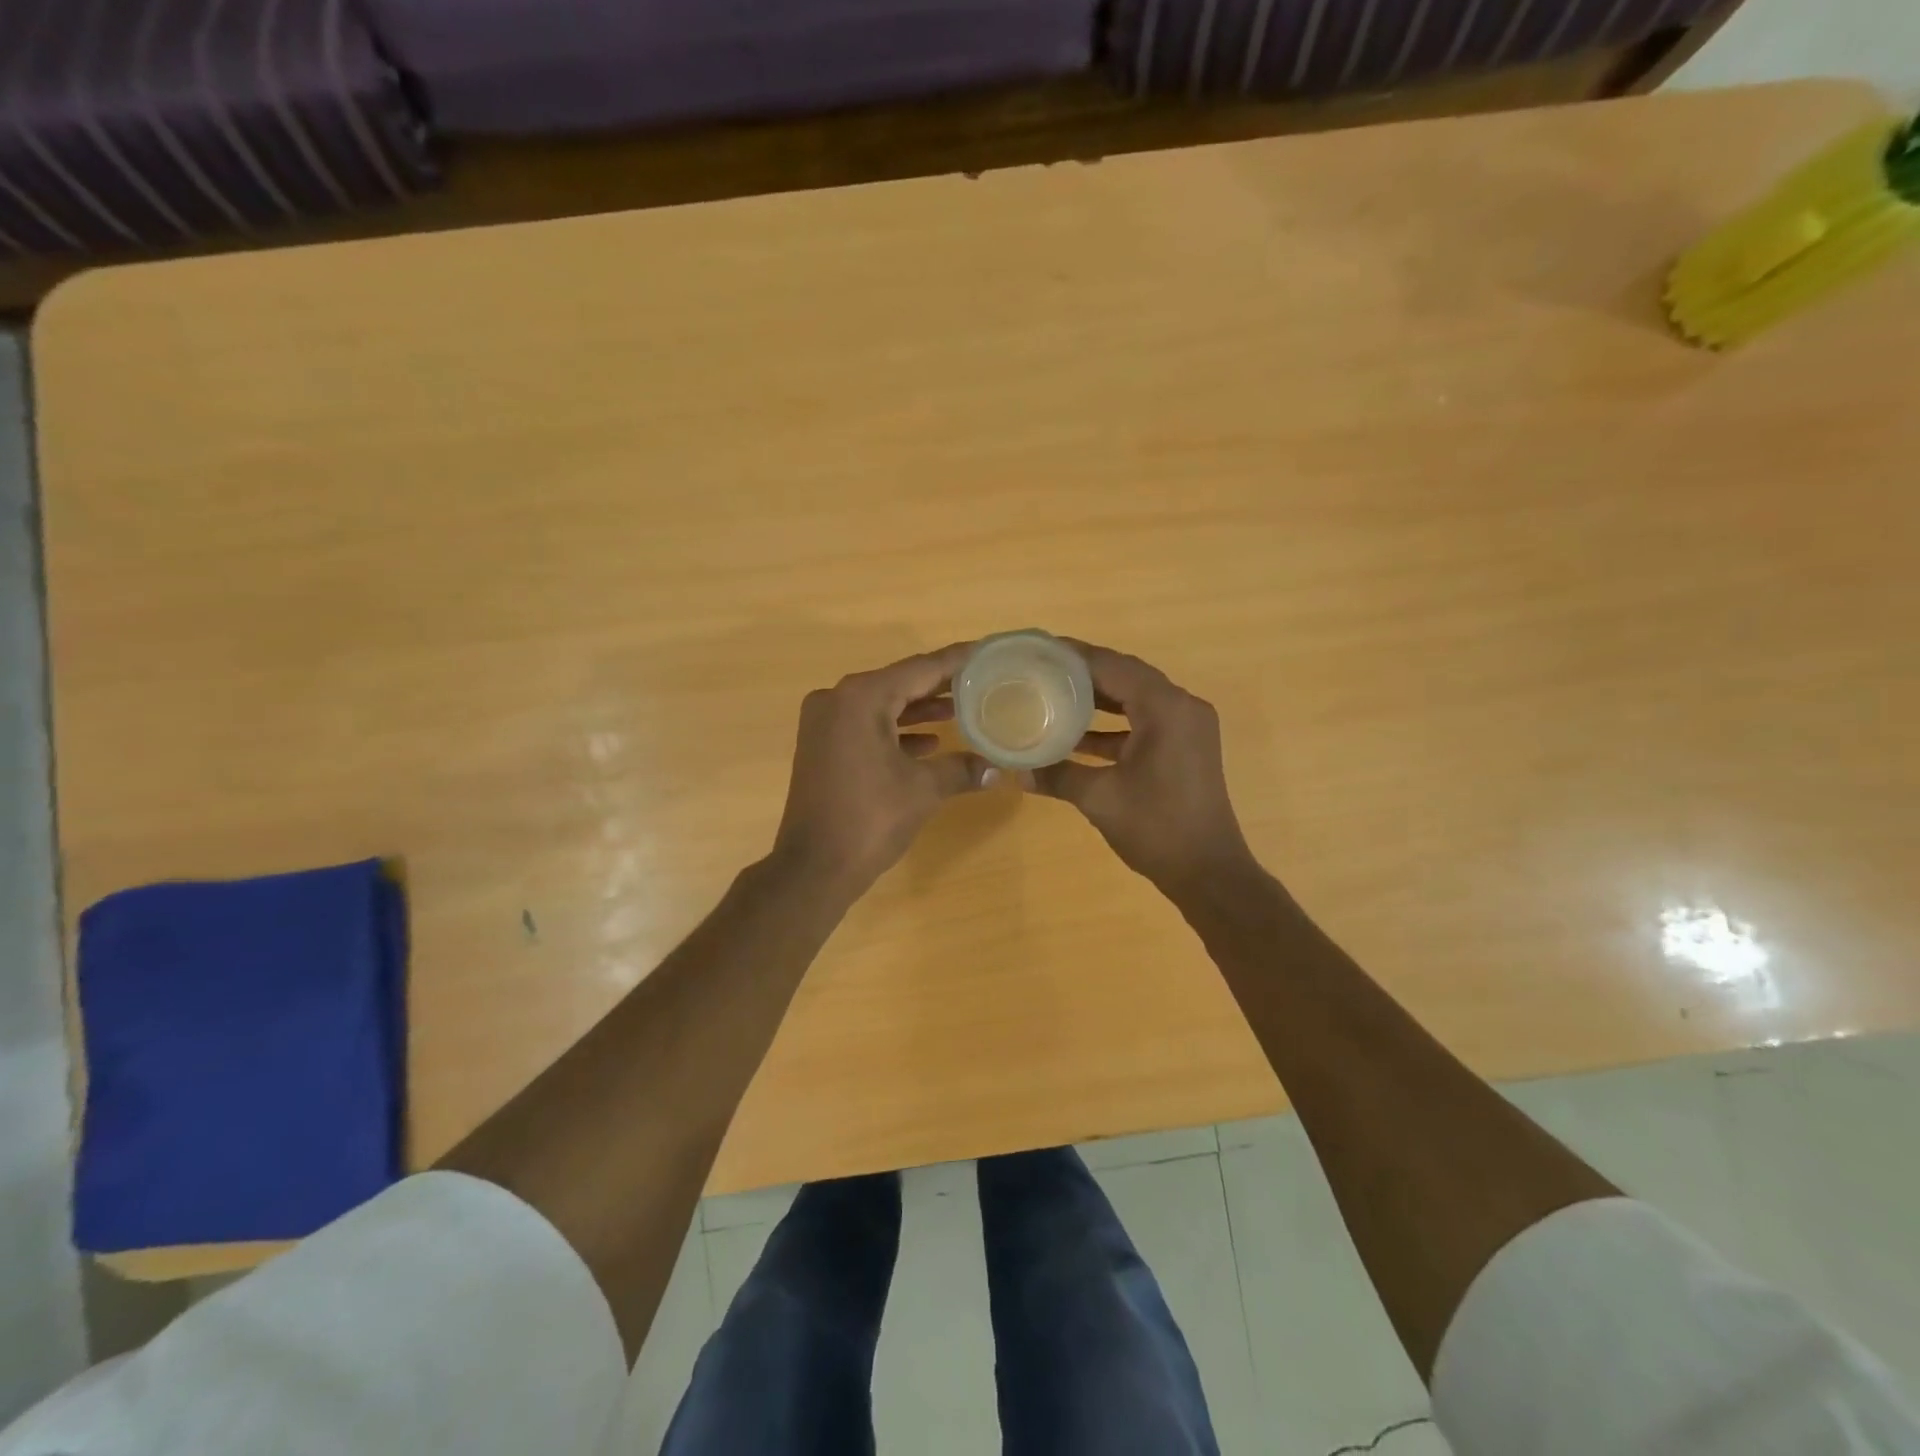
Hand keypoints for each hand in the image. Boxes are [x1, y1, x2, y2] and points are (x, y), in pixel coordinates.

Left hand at [772, 644, 991, 894]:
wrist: (814, 867)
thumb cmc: (870, 818)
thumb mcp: (923, 790)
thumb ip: (961, 769)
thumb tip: (998, 769)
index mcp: (861, 698)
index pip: (919, 669)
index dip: (955, 661)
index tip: (985, 651)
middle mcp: (837, 699)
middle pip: (899, 684)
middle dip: (939, 686)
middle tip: (980, 681)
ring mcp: (824, 723)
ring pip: (881, 706)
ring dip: (918, 710)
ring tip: (961, 709)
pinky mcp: (821, 746)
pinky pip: (865, 726)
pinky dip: (895, 731)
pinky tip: (928, 743)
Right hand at [1032, 643, 1255, 892]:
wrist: (1208, 871)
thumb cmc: (1156, 828)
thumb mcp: (1100, 798)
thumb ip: (1057, 776)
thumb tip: (1017, 771)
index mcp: (1165, 708)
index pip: (1113, 666)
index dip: (1074, 656)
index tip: (1038, 649)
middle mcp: (1182, 707)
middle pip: (1126, 675)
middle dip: (1084, 672)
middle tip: (1041, 668)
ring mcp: (1188, 726)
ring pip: (1136, 697)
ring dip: (1099, 697)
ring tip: (1053, 693)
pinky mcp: (1186, 745)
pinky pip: (1145, 719)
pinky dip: (1114, 723)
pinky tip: (1078, 734)